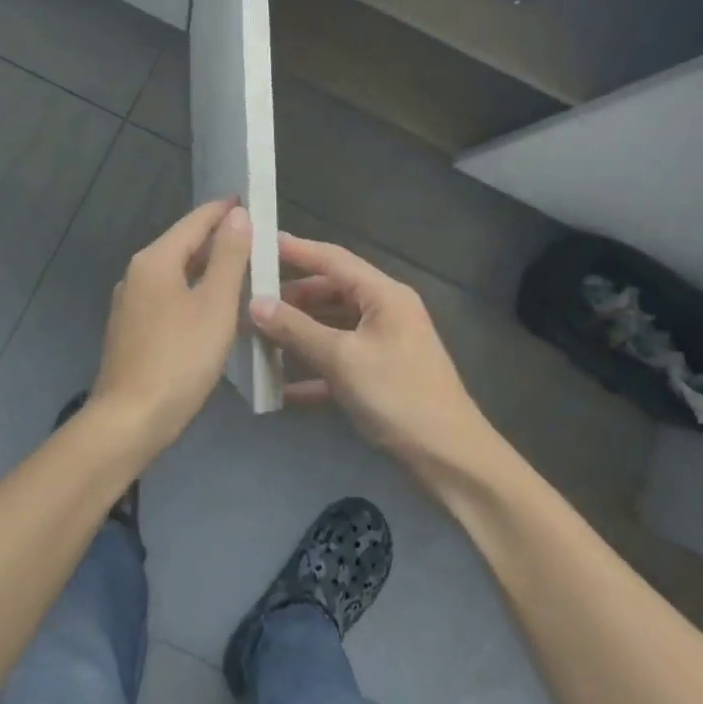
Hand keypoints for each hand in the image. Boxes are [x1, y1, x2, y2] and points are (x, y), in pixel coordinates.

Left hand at [90, 199, 251, 457]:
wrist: (129, 421)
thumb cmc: (179, 358)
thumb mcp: (214, 304)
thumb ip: (228, 256)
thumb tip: (237, 215)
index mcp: (155, 260)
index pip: (194, 221)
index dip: (224, 210)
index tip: (250, 202)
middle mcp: (137, 273)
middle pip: (182, 244)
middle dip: (217, 239)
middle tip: (255, 238)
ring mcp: (130, 303)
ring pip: (175, 272)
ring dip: (205, 267)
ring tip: (240, 270)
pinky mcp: (130, 330)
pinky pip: (167, 296)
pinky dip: (192, 291)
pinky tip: (211, 307)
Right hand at [251, 233, 488, 466]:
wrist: (452, 461)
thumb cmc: (399, 398)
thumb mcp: (343, 360)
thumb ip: (297, 330)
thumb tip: (255, 304)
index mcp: (384, 295)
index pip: (333, 259)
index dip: (296, 249)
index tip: (259, 242)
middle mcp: (385, 312)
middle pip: (331, 293)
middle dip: (292, 298)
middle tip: (250, 300)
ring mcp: (384, 346)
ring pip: (332, 328)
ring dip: (298, 334)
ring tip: (257, 338)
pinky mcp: (380, 378)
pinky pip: (339, 363)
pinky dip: (312, 371)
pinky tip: (280, 389)